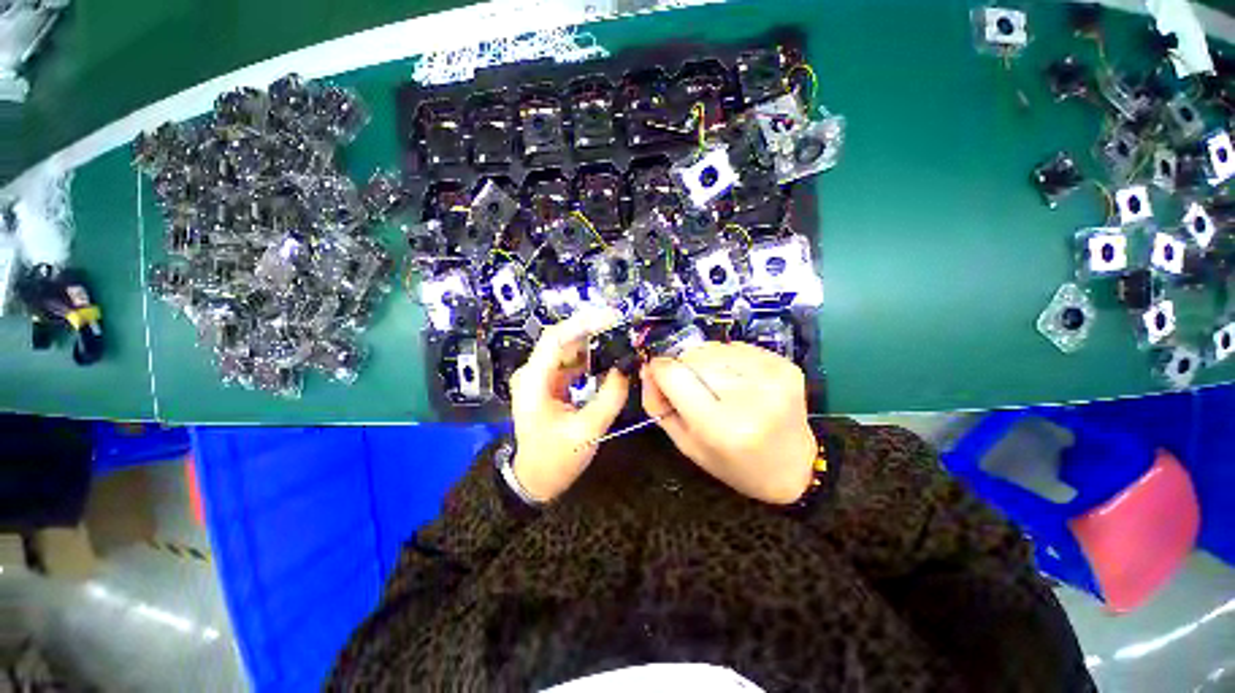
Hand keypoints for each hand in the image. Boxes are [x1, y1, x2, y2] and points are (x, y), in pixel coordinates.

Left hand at [509, 309, 629, 502]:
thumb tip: (624, 368)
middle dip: (591, 328)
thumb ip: (608, 398)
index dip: (582, 324)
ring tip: (619, 336)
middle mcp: (534, 372)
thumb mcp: (586, 432)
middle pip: (562, 339)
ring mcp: (542, 377)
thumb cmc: (555, 459)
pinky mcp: (552, 383)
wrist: (536, 479)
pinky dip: (591, 356)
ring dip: (593, 340)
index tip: (611, 317)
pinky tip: (608, 355)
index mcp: (533, 381)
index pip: (555, 339)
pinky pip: (572, 362)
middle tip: (621, 323)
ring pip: (568, 348)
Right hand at [641, 342, 817, 504]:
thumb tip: (647, 366)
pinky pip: (737, 347)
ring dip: (705, 362)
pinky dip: (727, 359)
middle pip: (693, 356)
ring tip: (716, 386)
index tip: (658, 373)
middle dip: (683, 366)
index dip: (659, 369)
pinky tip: (735, 380)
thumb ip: (658, 405)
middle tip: (691, 387)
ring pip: (714, 348)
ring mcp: (772, 378)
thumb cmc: (732, 464)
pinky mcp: (785, 366)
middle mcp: (749, 398)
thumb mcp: (686, 444)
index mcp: (722, 427)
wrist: (792, 469)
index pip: (674, 374)